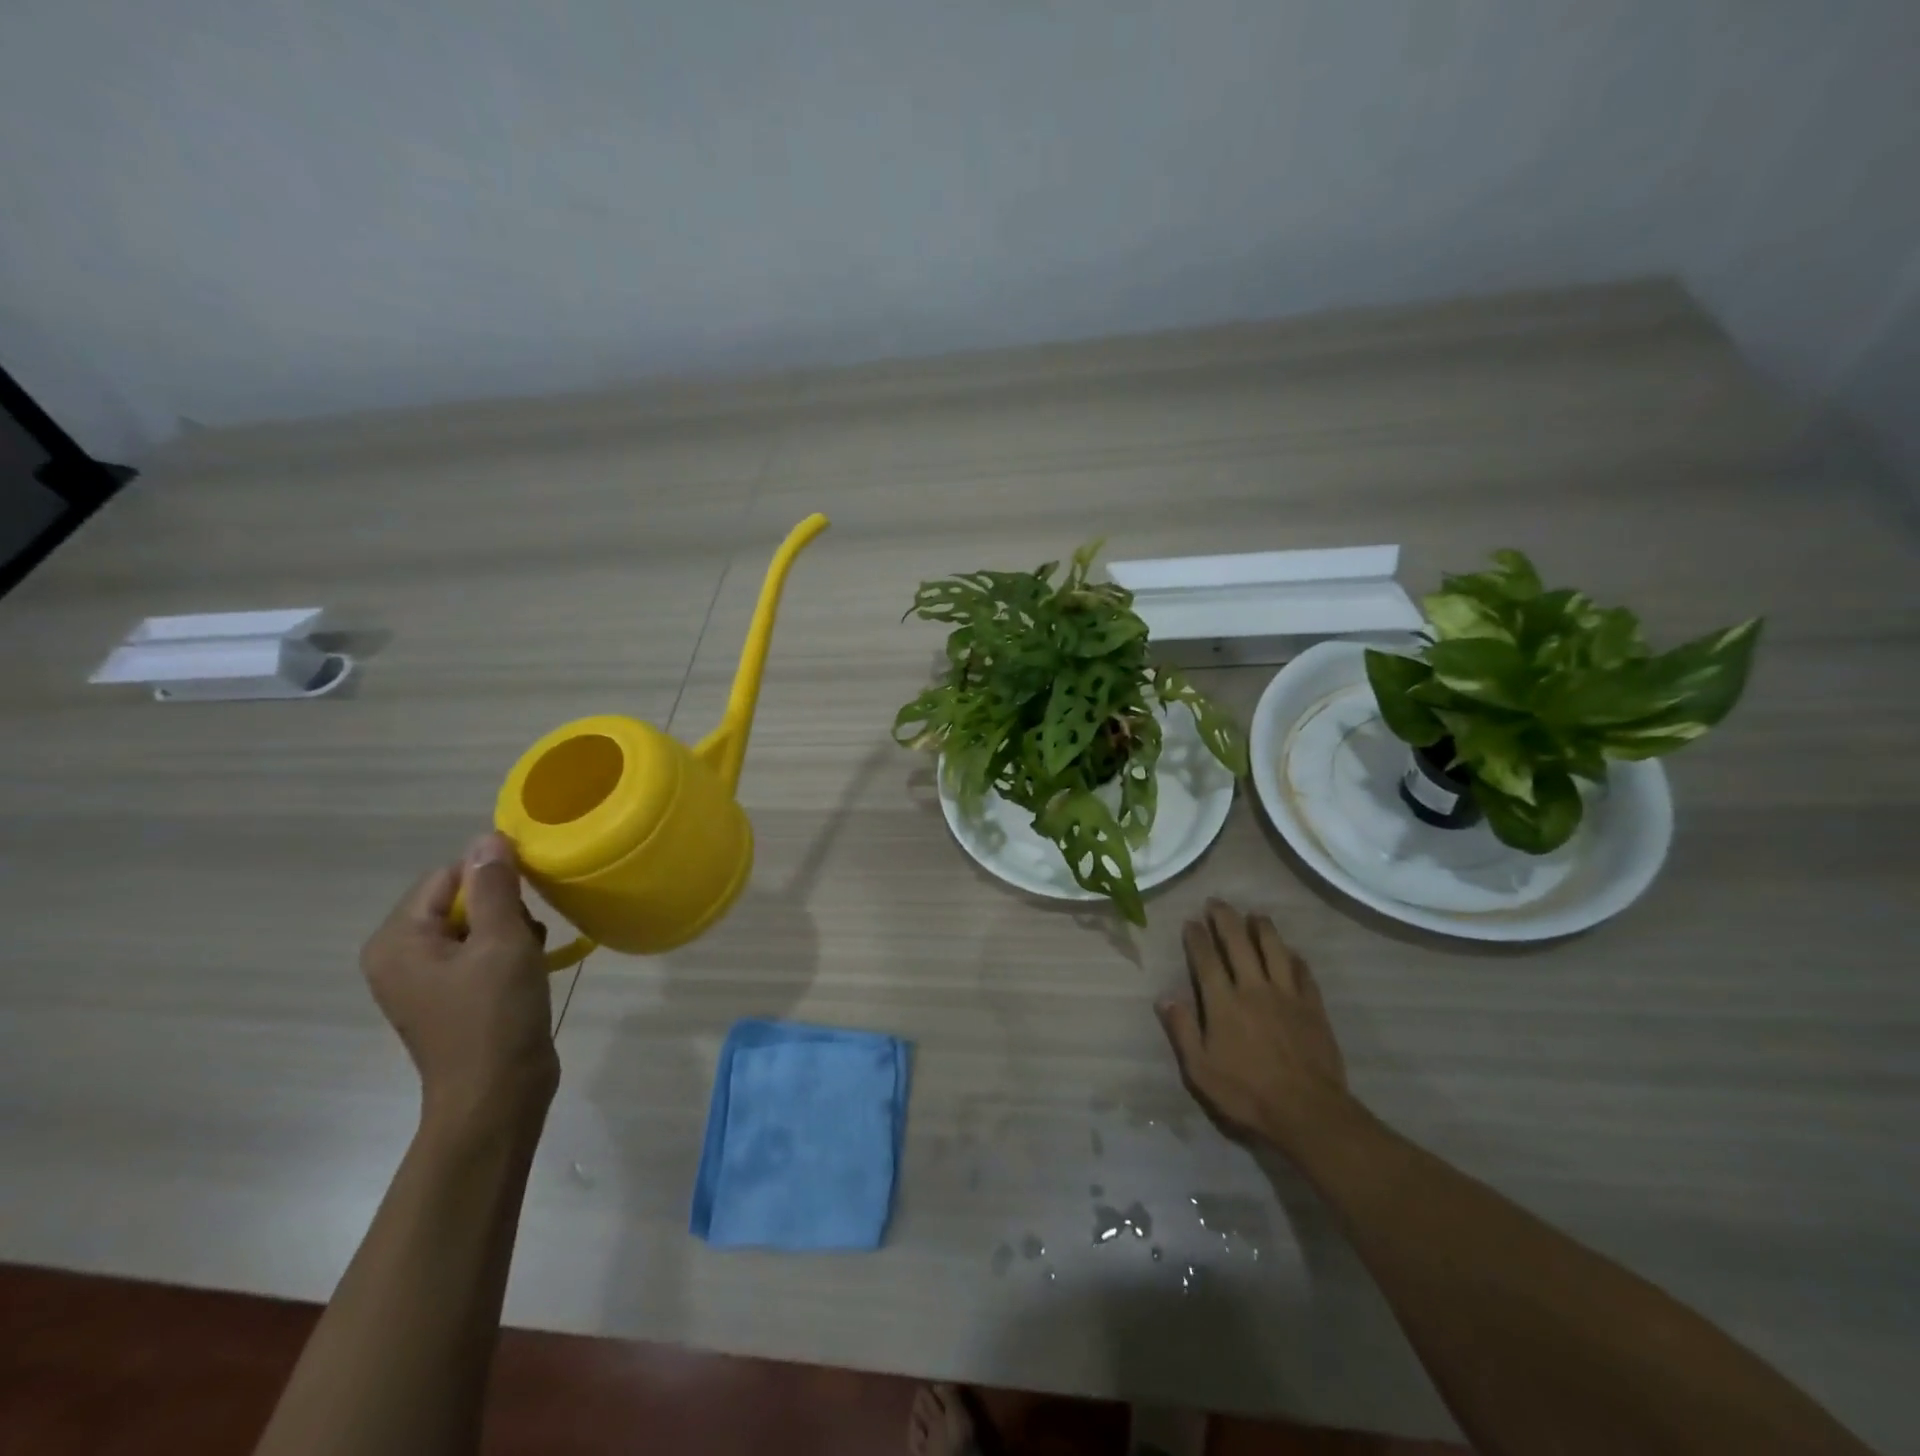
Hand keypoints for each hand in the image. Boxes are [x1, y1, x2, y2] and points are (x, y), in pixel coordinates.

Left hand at [360, 833, 558, 1140]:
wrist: (497, 1097)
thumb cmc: (495, 1016)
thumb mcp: (501, 941)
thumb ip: (494, 886)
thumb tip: (487, 837)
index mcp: (397, 940)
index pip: (448, 875)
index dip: (494, 877)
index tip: (531, 895)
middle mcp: (399, 956)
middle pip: (459, 899)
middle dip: (503, 908)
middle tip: (528, 935)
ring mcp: (423, 980)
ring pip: (475, 926)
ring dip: (510, 930)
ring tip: (530, 956)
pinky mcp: (449, 997)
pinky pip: (477, 953)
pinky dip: (506, 953)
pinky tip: (527, 971)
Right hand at [1157, 900, 1355, 1154]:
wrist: (1308, 1112)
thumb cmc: (1247, 1093)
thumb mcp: (1200, 1070)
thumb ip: (1182, 1030)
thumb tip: (1165, 996)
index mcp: (1224, 1002)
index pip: (1206, 959)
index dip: (1197, 936)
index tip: (1191, 920)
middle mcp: (1254, 988)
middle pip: (1239, 943)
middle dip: (1225, 919)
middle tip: (1217, 902)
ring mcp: (1287, 995)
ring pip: (1274, 950)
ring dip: (1263, 928)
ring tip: (1255, 914)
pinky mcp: (1313, 1008)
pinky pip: (1303, 973)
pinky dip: (1295, 958)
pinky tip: (1291, 952)